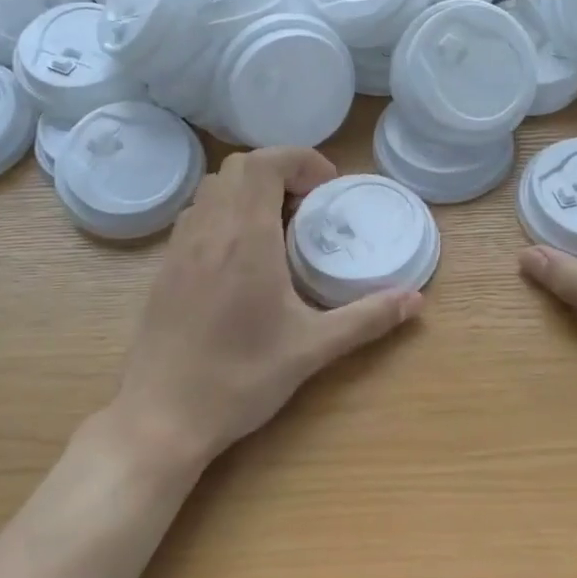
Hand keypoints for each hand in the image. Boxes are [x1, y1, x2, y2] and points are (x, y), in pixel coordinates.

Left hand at [115, 147, 422, 466]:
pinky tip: (242, 255)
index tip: (327, 186)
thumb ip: (366, 318)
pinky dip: (224, 213)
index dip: (299, 159)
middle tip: (308, 205)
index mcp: (245, 238)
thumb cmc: (240, 378)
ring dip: (248, 190)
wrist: (162, 417)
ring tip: (278, 226)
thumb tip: (414, 299)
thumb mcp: (312, 348)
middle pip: (238, 167)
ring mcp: (180, 248)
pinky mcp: (165, 268)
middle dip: (278, 170)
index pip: (264, 163)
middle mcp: (208, 230)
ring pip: (212, 189)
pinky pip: (196, 216)